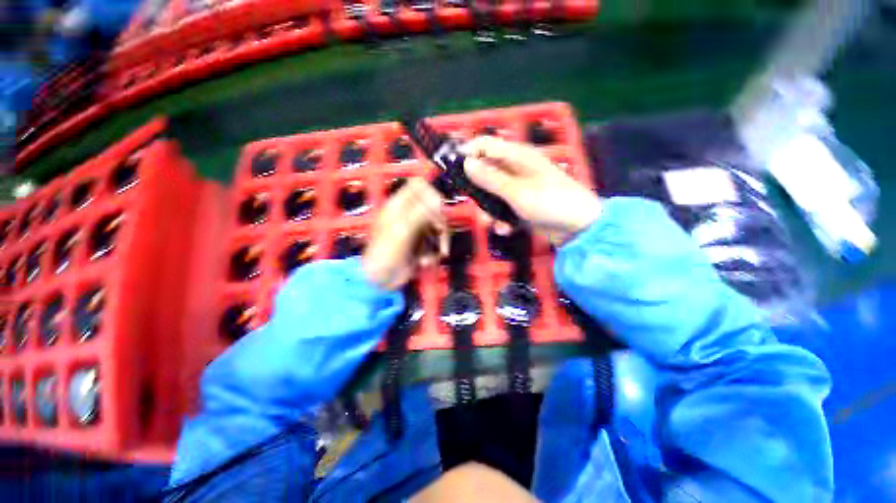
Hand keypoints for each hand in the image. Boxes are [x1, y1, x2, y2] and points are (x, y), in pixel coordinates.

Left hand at [363, 178, 446, 289]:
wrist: (379, 281)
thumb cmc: (385, 253)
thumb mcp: (402, 231)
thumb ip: (421, 212)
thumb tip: (438, 198)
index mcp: (399, 205)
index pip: (418, 186)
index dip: (431, 193)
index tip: (438, 209)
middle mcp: (408, 214)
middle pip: (433, 207)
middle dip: (439, 222)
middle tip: (440, 234)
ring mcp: (414, 230)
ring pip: (436, 226)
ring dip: (439, 241)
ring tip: (436, 255)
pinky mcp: (419, 244)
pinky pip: (434, 241)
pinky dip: (434, 252)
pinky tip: (425, 262)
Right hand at [463, 137, 601, 243]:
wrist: (579, 228)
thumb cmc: (551, 203)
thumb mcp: (517, 192)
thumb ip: (491, 178)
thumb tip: (466, 163)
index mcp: (517, 156)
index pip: (485, 145)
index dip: (469, 154)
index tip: (456, 173)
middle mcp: (515, 169)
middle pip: (485, 172)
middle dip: (478, 191)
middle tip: (475, 205)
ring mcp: (518, 188)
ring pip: (491, 194)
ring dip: (490, 210)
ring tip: (492, 224)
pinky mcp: (520, 204)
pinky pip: (502, 208)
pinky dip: (502, 219)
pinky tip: (506, 230)